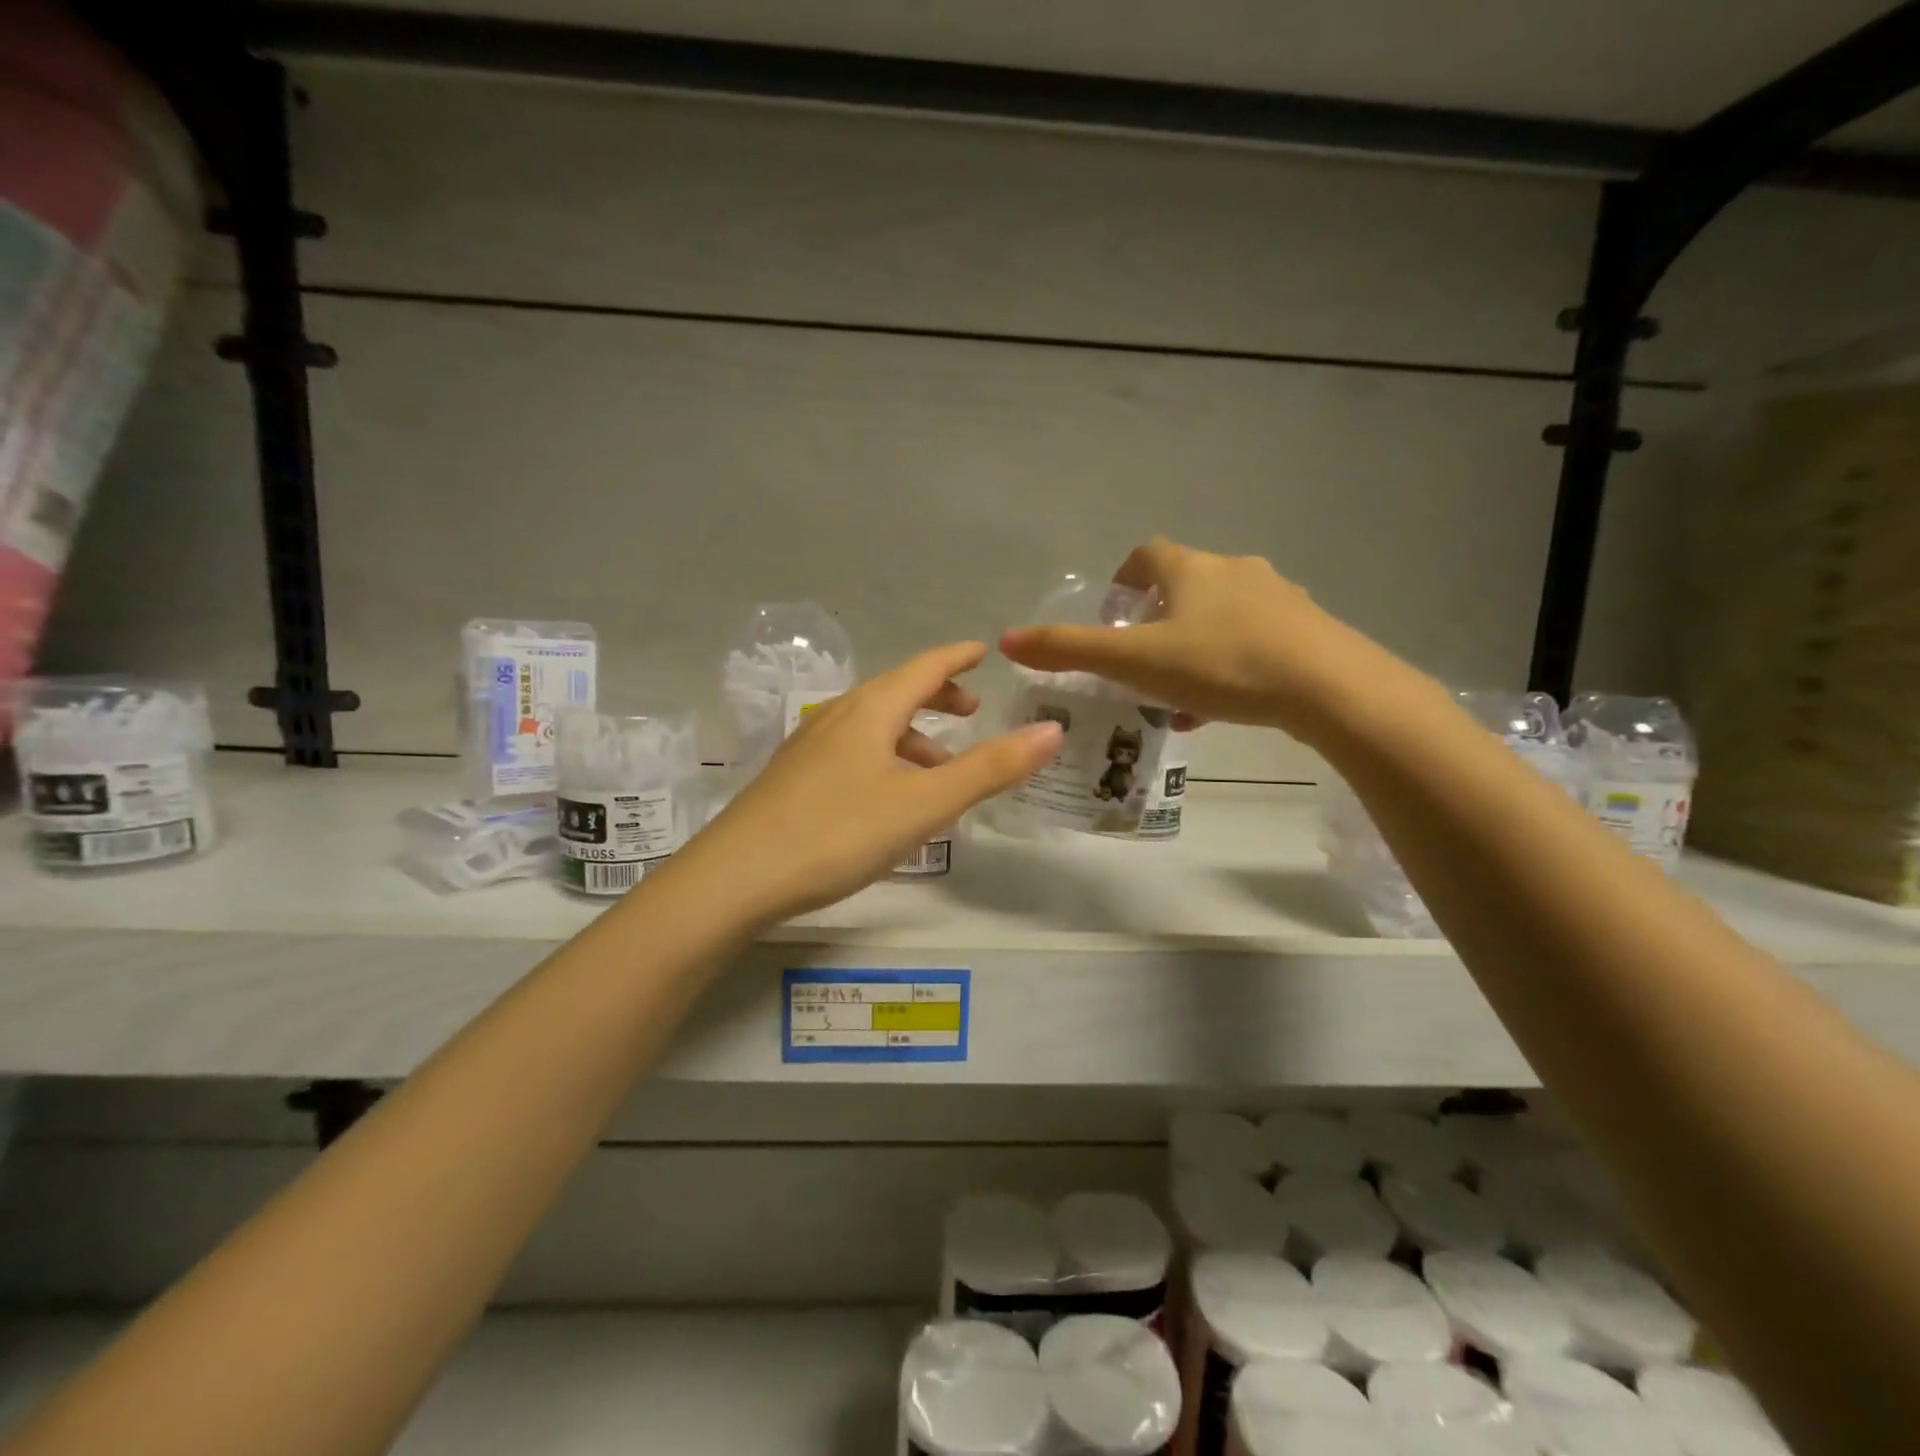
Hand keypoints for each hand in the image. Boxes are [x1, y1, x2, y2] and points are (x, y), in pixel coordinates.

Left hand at [675, 642, 1062, 925]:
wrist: (736, 878)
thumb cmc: (838, 832)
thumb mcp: (924, 804)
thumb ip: (989, 768)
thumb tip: (1052, 730)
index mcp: (871, 710)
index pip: (924, 667)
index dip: (956, 658)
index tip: (981, 650)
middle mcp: (838, 716)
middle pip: (896, 692)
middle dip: (937, 697)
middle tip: (970, 712)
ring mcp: (809, 747)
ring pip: (872, 726)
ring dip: (912, 736)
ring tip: (940, 768)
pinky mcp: (793, 778)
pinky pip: (852, 751)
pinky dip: (885, 758)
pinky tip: (888, 797)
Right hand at [999, 537, 1403, 741]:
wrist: (1329, 687)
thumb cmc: (1222, 664)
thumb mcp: (1135, 661)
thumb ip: (1070, 651)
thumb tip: (1006, 640)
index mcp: (1191, 568)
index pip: (1147, 553)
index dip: (1123, 577)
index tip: (1113, 612)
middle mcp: (1235, 570)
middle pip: (1185, 584)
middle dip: (1157, 619)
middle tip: (1140, 661)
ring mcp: (1278, 597)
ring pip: (1221, 615)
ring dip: (1194, 644)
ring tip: (1179, 692)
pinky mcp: (1308, 628)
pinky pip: (1256, 639)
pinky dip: (1230, 662)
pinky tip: (1225, 703)